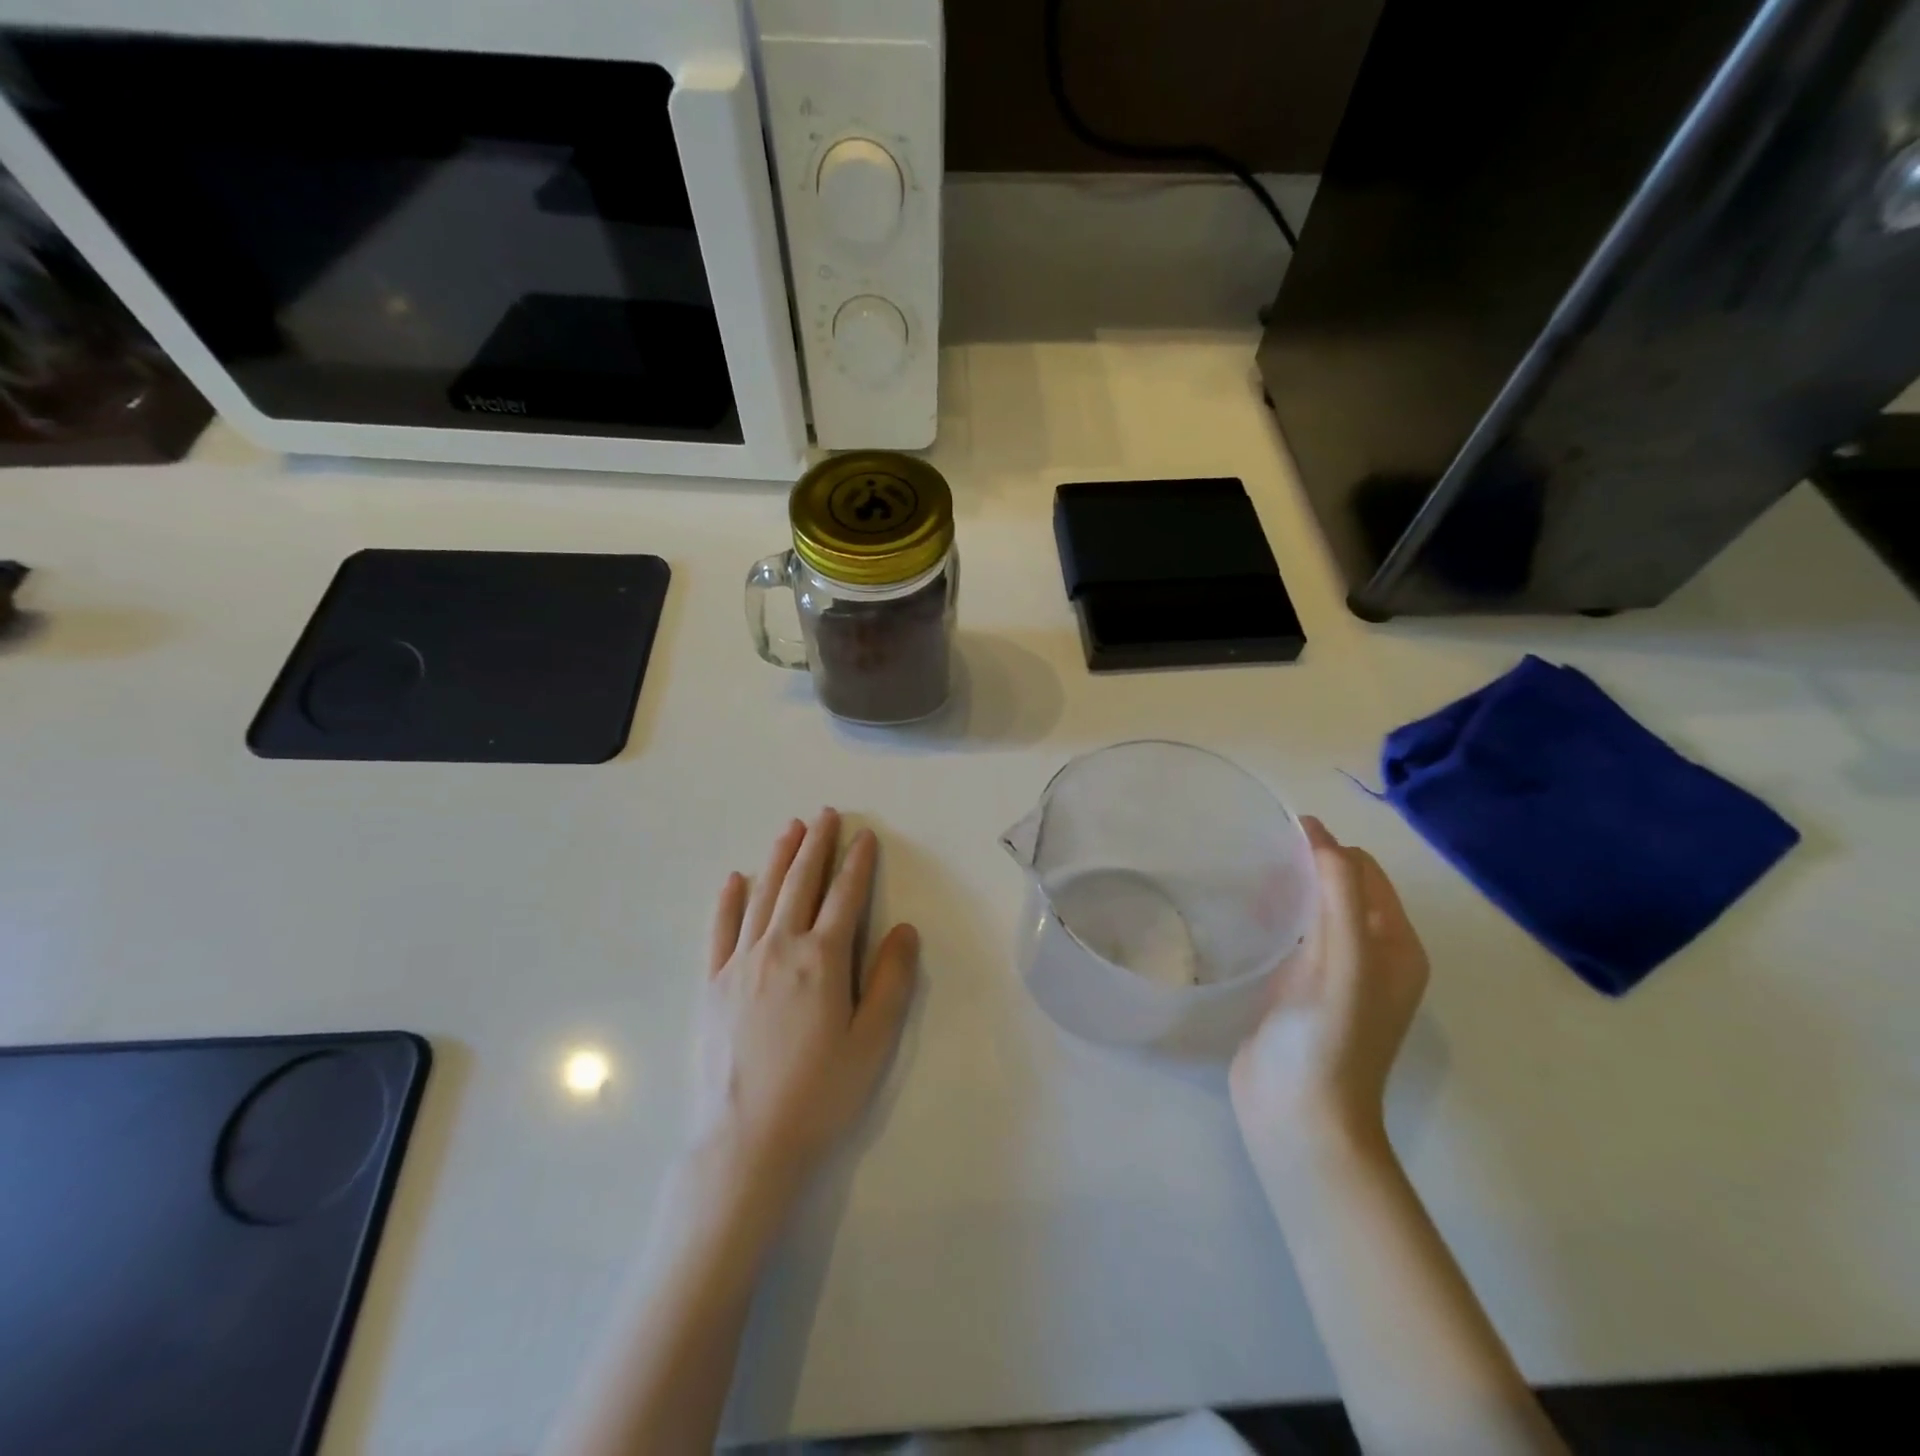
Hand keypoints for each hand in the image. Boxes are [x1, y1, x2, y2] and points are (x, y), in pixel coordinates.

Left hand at [691, 810, 918, 1202]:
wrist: (746, 1142)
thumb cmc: (820, 1093)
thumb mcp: (872, 1041)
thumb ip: (891, 980)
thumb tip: (905, 929)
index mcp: (822, 959)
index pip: (845, 896)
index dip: (858, 862)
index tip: (865, 835)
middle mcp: (779, 947)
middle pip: (800, 883)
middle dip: (816, 845)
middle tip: (825, 814)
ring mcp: (740, 963)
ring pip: (762, 896)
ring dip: (778, 859)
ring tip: (790, 829)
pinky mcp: (712, 985)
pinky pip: (721, 930)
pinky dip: (729, 901)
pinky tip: (735, 880)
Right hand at [1231, 817, 1428, 1160]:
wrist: (1299, 1117)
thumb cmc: (1328, 1038)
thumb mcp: (1344, 959)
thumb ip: (1338, 891)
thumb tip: (1316, 829)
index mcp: (1396, 946)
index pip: (1365, 871)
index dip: (1328, 848)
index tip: (1278, 837)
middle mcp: (1373, 957)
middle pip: (1342, 888)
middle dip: (1309, 865)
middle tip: (1260, 858)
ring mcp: (1336, 977)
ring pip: (1316, 911)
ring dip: (1291, 890)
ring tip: (1248, 880)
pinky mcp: (1302, 992)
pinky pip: (1294, 937)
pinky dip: (1276, 917)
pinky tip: (1246, 917)